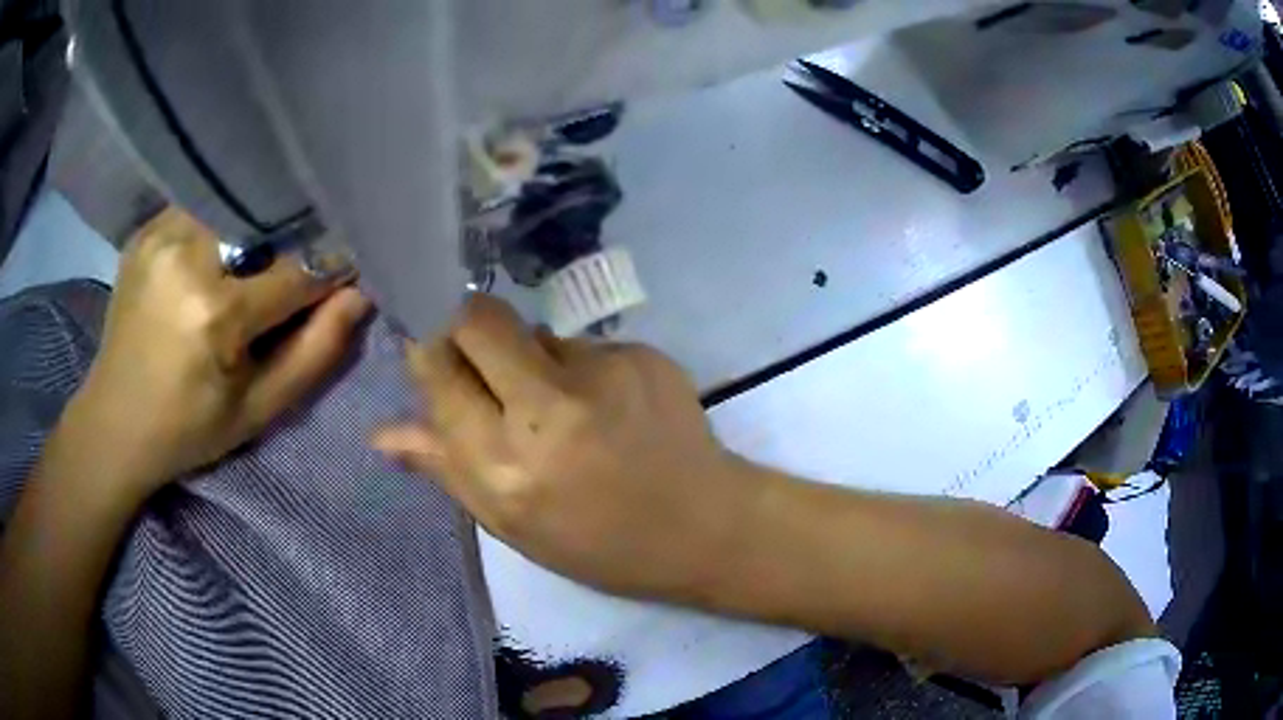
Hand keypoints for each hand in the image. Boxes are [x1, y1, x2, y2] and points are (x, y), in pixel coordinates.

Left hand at [61, 209, 370, 505]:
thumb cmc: (188, 428)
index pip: (298, 272)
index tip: (343, 280)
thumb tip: (359, 295)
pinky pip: (202, 208)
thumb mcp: (258, 410)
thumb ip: (314, 353)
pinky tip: (215, 254)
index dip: (327, 276)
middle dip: (291, 246)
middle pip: (266, 228)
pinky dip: (220, 224)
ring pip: (235, 208)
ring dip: (254, 231)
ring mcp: (162, 234)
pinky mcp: (147, 228)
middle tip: (293, 273)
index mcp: (215, 312)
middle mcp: (187, 255)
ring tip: (251, 264)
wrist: (114, 422)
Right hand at [373, 295, 757, 599]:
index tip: (429, 350)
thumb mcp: (511, 525)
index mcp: (506, 465)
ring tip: (559, 408)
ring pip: (533, 333)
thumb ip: (444, 468)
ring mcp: (603, 372)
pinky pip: (582, 346)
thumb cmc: (599, 544)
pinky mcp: (641, 353)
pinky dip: (577, 370)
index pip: (438, 370)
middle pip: (479, 318)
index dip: (426, 350)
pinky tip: (604, 408)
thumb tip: (380, 433)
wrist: (705, 526)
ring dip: (527, 359)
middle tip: (479, 362)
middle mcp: (549, 407)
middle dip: (465, 328)